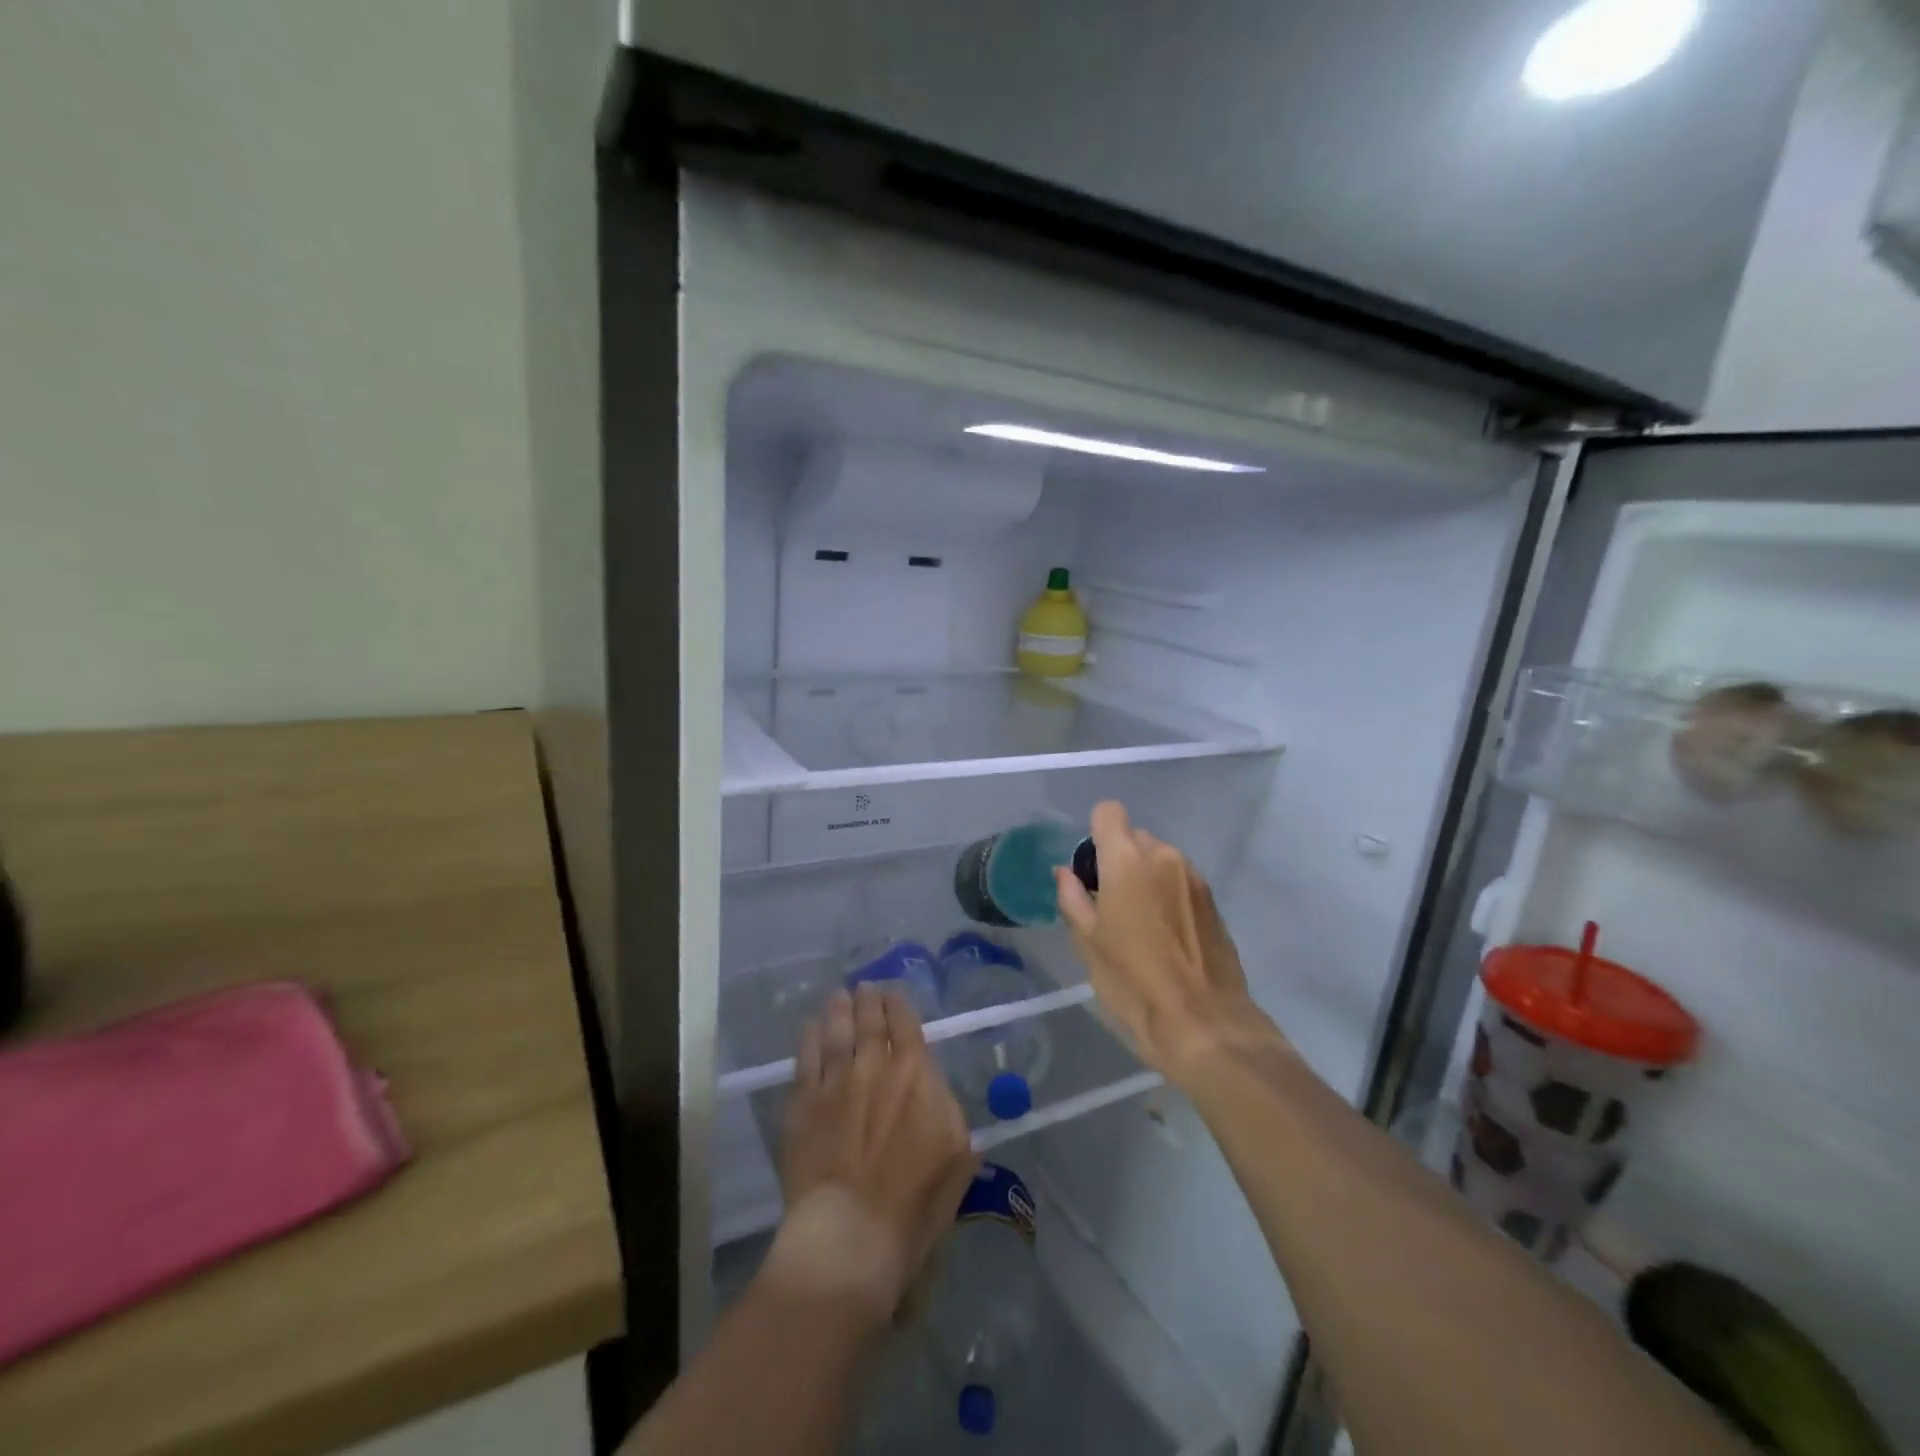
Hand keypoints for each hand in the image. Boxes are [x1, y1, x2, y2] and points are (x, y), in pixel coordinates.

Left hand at [770, 984, 977, 1328]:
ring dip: (838, 1009)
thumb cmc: (915, 1204)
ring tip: (838, 995)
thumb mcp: (958, 1160)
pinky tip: (809, 1027)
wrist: (851, 1234)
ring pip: (836, 1030)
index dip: (899, 1004)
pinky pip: (805, 1058)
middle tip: (865, 987)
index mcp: (917, 1074)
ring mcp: (835, 1081)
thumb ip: (951, 1118)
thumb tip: (941, 1101)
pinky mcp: (803, 1103)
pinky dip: (808, 1037)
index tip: (893, 995)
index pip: (907, 1023)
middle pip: (870, 1020)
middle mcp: (875, 1065)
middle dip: (868, 999)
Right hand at [1055, 800, 1279, 1080]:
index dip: (1095, 832)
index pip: (1109, 812)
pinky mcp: (1213, 900)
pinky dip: (1167, 894)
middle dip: (1119, 859)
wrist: (1204, 1024)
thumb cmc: (1133, 983)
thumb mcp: (1088, 943)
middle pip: (1134, 837)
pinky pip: (1180, 881)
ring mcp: (1194, 877)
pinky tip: (1164, 936)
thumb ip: (1073, 898)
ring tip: (1139, 924)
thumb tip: (1066, 873)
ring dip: (1145, 877)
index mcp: (1127, 860)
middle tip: (1109, 903)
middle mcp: (1164, 856)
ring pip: (1159, 859)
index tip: (1090, 867)